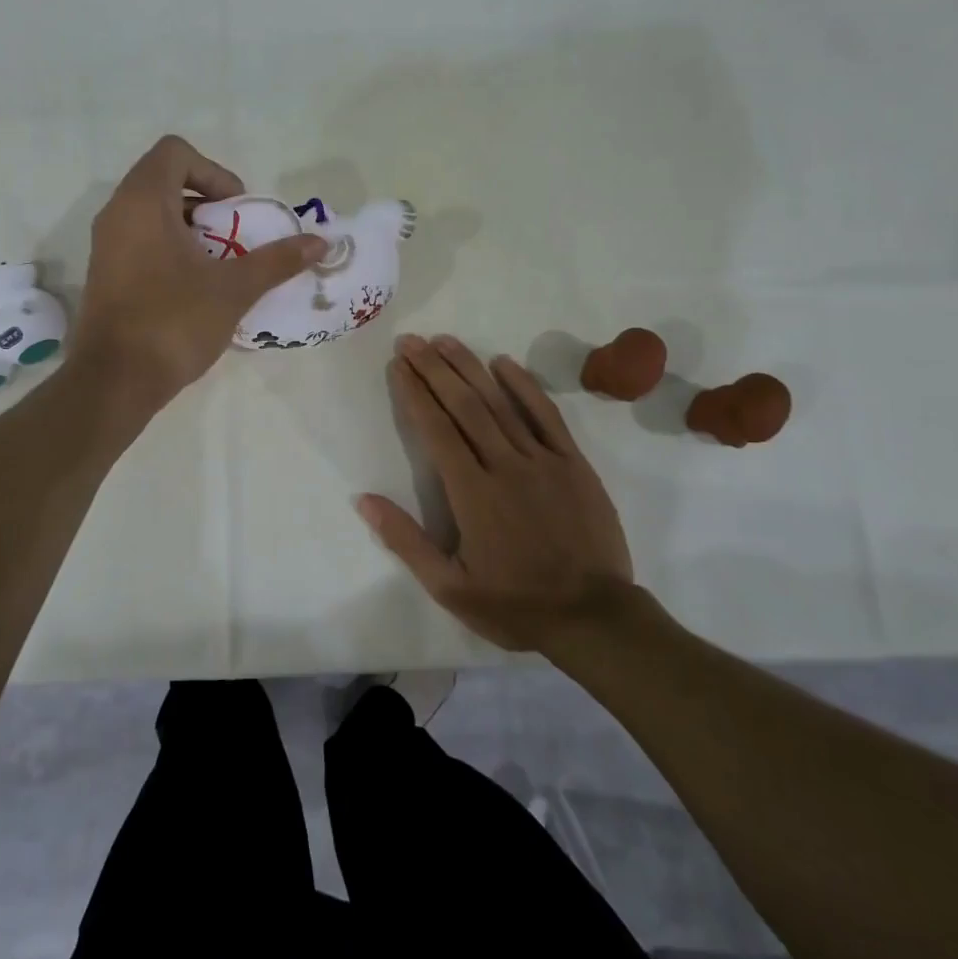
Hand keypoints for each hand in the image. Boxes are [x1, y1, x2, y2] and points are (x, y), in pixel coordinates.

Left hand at [69, 136, 325, 408]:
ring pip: (152, 212)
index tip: (237, 208)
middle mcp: (117, 213)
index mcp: (142, 202)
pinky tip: (195, 285)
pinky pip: (140, 238)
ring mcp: (105, 244)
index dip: (214, 171)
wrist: (115, 382)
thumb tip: (320, 243)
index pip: (175, 152)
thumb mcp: (234, 289)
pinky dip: (171, 246)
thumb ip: (277, 261)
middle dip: (207, 201)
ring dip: (191, 226)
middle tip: (236, 235)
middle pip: (164, 179)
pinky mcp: (105, 272)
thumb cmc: (173, 322)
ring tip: (220, 261)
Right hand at [358, 334, 636, 655]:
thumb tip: (364, 499)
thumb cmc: (515, 604)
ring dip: (470, 368)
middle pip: (464, 405)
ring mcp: (542, 460)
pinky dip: (524, 386)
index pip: (436, 429)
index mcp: (472, 493)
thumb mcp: (449, 586)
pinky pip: (546, 415)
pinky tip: (504, 363)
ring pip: (500, 403)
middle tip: (412, 340)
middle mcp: (504, 465)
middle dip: (434, 369)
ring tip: (445, 341)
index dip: (414, 393)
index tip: (398, 365)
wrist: (593, 618)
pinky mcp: (573, 463)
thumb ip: (406, 540)